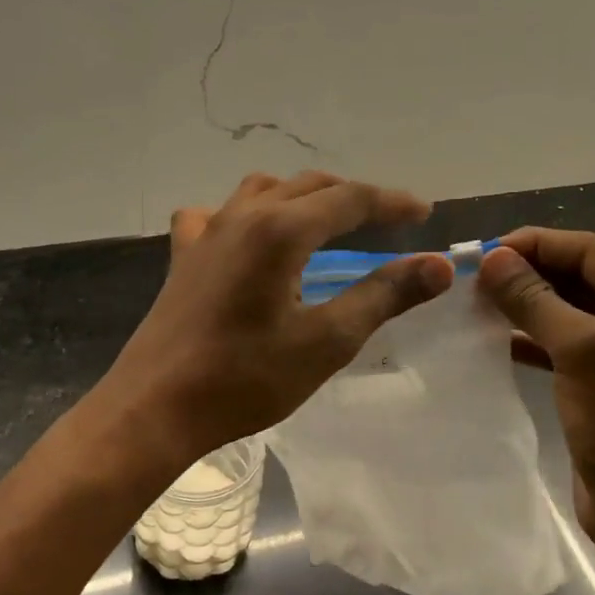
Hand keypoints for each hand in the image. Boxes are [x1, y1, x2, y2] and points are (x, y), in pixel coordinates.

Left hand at [102, 172, 453, 463]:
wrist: (156, 407)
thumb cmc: (246, 379)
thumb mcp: (327, 341)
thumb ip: (384, 296)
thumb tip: (438, 265)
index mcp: (280, 230)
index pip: (349, 199)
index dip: (391, 202)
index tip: (424, 212)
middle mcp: (241, 216)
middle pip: (308, 187)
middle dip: (352, 197)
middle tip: (387, 220)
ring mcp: (206, 233)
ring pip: (263, 191)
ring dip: (301, 198)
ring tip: (326, 222)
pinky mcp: (183, 256)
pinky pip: (217, 216)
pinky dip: (245, 216)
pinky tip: (248, 238)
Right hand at [477, 229, 594, 577]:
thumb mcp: (584, 356)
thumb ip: (538, 301)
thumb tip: (493, 259)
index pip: (590, 252)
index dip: (534, 246)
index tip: (480, 254)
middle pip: (578, 275)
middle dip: (526, 273)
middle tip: (471, 280)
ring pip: (566, 307)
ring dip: (524, 303)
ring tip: (475, 304)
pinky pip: (561, 340)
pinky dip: (529, 336)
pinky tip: (493, 338)